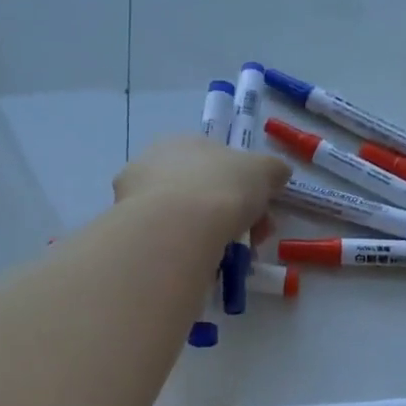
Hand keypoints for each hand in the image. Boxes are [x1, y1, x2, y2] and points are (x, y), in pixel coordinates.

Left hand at [113, 135, 290, 243]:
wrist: (176, 227)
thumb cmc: (222, 188)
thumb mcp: (263, 171)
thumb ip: (273, 170)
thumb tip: (278, 174)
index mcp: (183, 141)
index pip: (217, 163)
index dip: (244, 188)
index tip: (261, 214)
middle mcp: (152, 162)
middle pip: (200, 191)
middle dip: (230, 216)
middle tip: (251, 241)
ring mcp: (134, 197)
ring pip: (181, 218)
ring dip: (208, 235)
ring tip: (228, 259)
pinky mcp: (127, 230)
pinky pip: (165, 241)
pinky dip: (185, 251)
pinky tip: (200, 264)